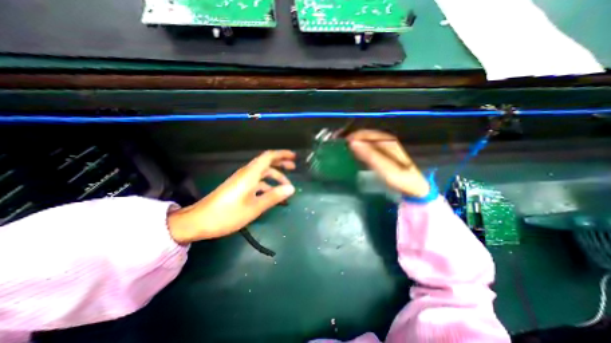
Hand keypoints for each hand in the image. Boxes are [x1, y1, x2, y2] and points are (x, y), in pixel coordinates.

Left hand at [167, 150, 296, 243]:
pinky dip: (267, 186)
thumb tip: (291, 188)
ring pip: (262, 174)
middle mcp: (247, 173)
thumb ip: (273, 196)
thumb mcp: (254, 207)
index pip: (268, 157)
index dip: (282, 154)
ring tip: (286, 188)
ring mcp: (242, 181)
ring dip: (275, 178)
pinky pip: (257, 183)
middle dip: (281, 164)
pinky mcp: (239, 188)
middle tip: (293, 168)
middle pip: (267, 163)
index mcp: (250, 174)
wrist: (199, 221)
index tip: (294, 157)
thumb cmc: (227, 214)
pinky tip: (272, 195)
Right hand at [346, 128, 431, 197]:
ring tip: (344, 148)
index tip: (341, 143)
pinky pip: (369, 146)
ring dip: (355, 143)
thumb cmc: (399, 177)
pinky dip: (360, 148)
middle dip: (352, 138)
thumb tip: (352, 143)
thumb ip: (368, 154)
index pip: (364, 134)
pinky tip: (355, 153)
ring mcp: (386, 146)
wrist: (414, 186)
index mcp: (386, 141)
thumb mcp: (383, 167)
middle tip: (340, 146)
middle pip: (365, 135)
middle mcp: (386, 140)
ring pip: (367, 140)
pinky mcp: (384, 153)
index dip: (352, 136)